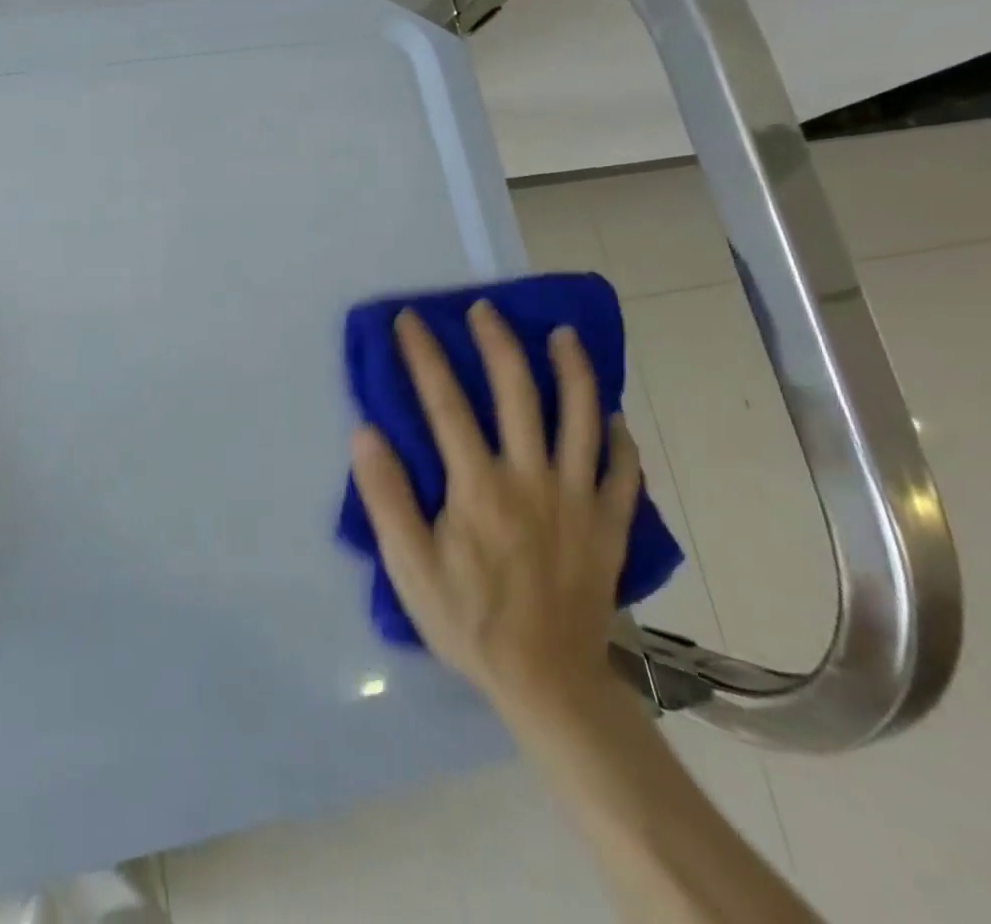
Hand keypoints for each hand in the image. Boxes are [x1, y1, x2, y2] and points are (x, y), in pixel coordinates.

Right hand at [350, 300, 641, 726]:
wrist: (548, 682)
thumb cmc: (467, 619)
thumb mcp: (408, 564)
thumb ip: (386, 495)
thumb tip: (365, 431)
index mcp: (478, 485)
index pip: (445, 402)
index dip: (425, 355)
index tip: (411, 319)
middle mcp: (532, 478)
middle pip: (519, 392)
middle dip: (498, 342)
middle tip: (485, 309)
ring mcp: (579, 499)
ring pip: (582, 418)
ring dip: (572, 370)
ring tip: (562, 335)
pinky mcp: (610, 525)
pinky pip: (624, 470)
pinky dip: (619, 436)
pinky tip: (609, 414)